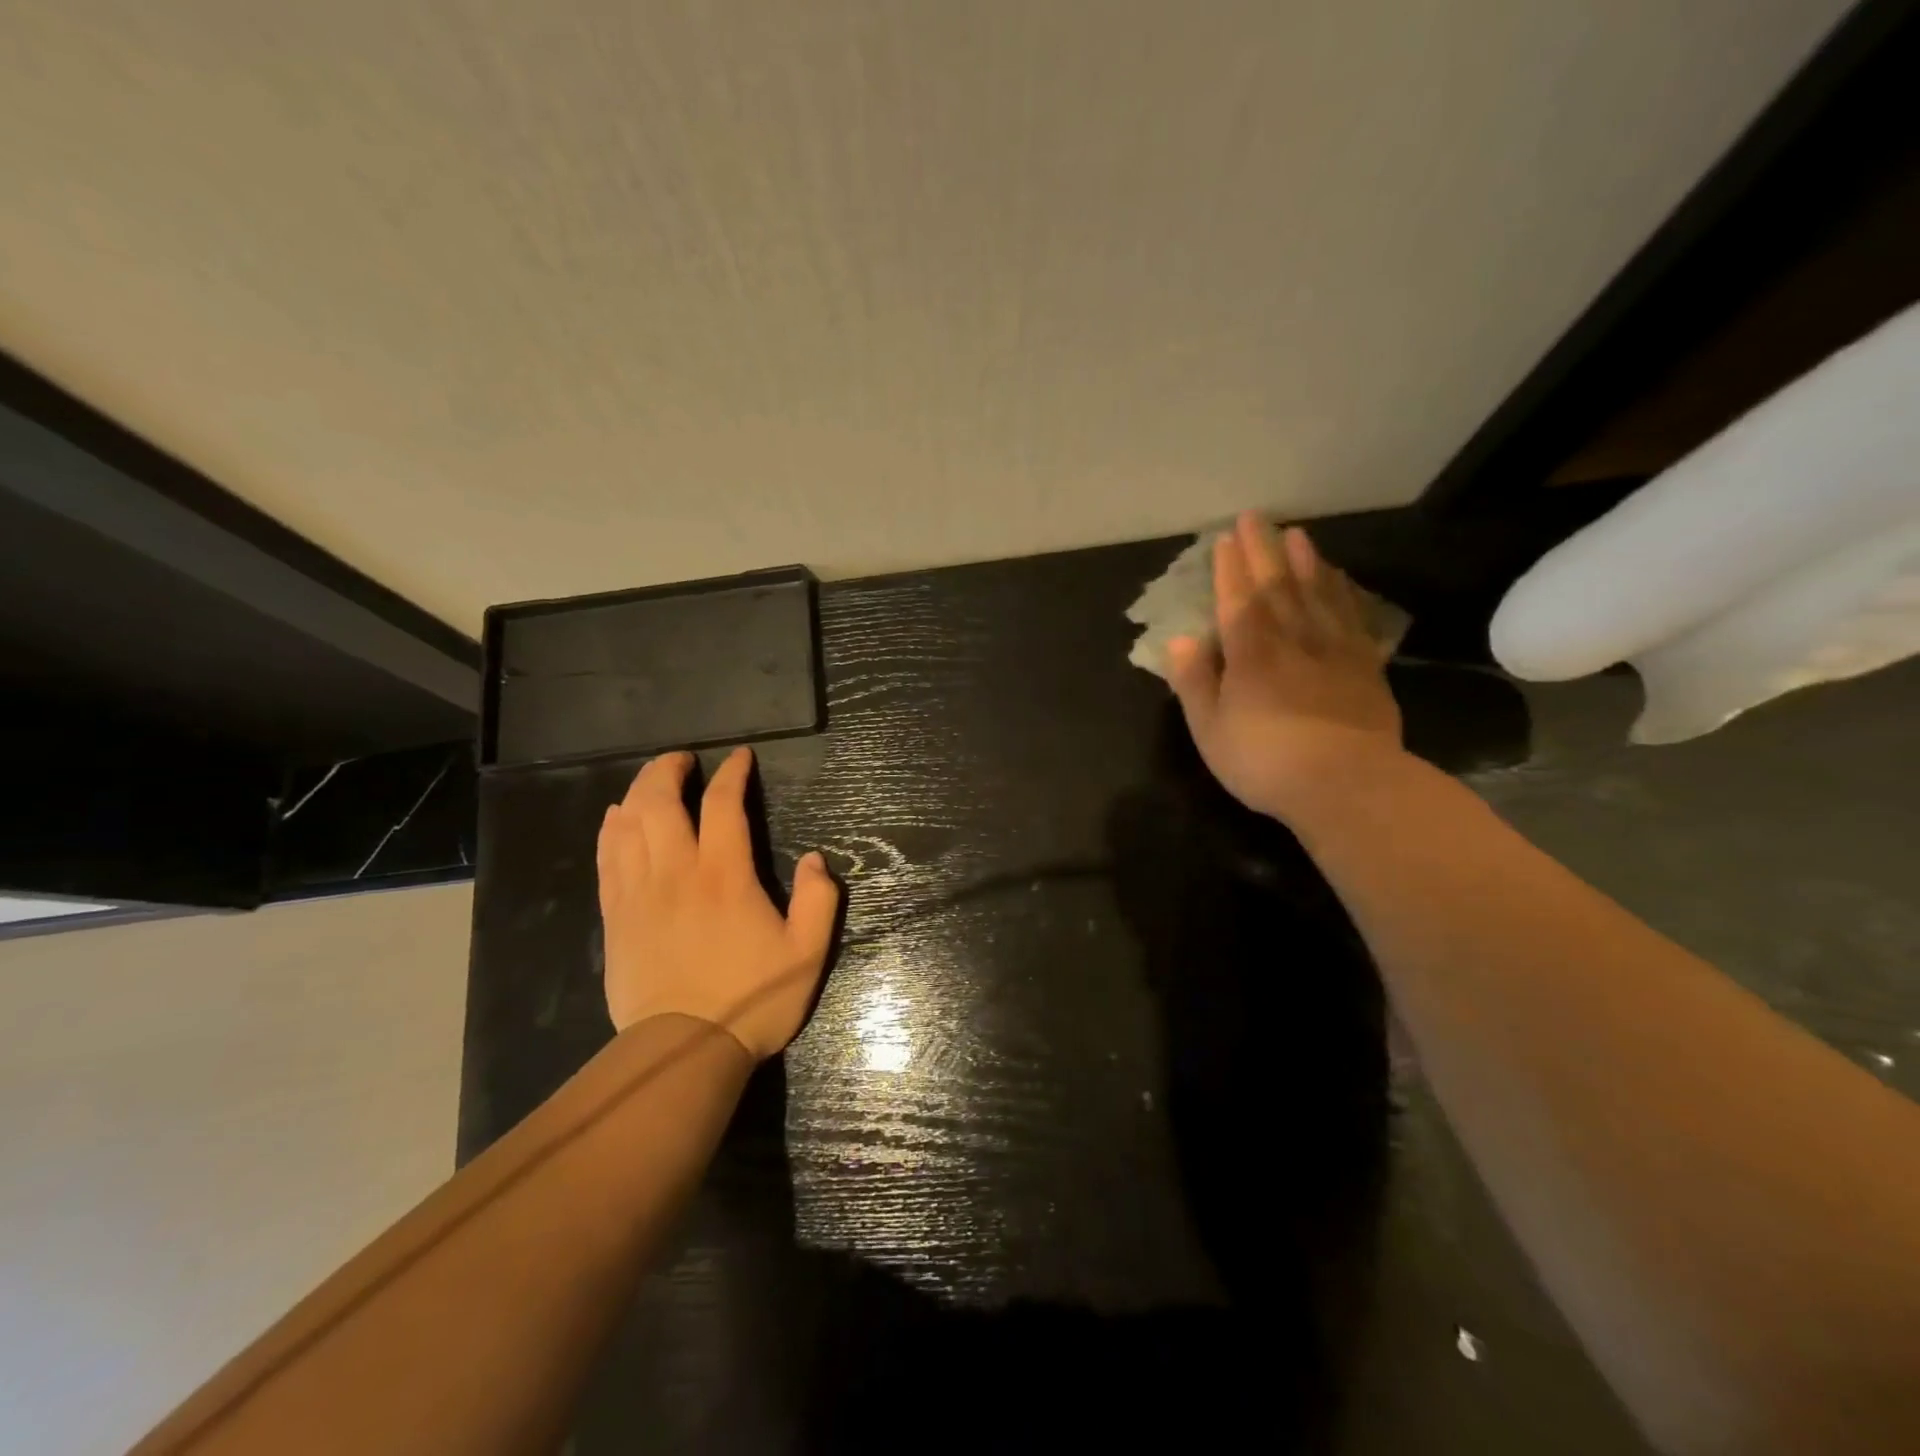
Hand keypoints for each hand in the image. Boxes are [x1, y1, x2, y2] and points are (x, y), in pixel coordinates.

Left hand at [596, 747, 839, 1059]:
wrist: (683, 1050)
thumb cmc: (751, 999)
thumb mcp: (807, 953)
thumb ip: (819, 900)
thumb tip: (817, 859)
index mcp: (725, 875)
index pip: (723, 805)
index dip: (732, 774)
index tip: (740, 758)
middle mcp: (677, 872)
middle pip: (661, 802)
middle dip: (670, 770)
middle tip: (684, 759)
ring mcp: (640, 893)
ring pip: (629, 824)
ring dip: (639, 792)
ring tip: (652, 780)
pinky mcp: (617, 916)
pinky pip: (607, 858)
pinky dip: (612, 829)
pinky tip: (616, 818)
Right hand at [1166, 511, 1403, 824]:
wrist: (1346, 783)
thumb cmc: (1264, 761)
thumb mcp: (1210, 729)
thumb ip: (1194, 681)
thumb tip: (1180, 640)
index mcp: (1250, 653)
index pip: (1236, 600)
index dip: (1229, 569)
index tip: (1223, 540)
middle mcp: (1292, 638)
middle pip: (1277, 585)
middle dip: (1263, 550)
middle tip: (1256, 518)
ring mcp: (1333, 649)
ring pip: (1318, 593)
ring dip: (1306, 561)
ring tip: (1298, 534)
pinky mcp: (1365, 665)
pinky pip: (1351, 616)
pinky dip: (1342, 593)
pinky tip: (1339, 581)